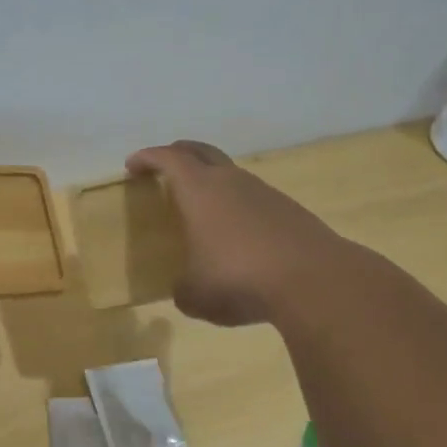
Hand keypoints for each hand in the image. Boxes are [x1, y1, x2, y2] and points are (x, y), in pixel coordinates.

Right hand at [126, 140, 343, 326]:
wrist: (314, 281)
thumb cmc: (238, 278)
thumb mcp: (195, 295)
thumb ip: (183, 288)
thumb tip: (185, 289)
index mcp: (199, 190)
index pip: (168, 159)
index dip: (148, 158)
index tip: (133, 164)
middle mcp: (231, 182)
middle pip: (201, 151)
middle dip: (179, 153)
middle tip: (164, 164)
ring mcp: (264, 193)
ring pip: (231, 174)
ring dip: (212, 180)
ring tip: (202, 205)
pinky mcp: (290, 211)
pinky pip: (254, 199)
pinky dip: (238, 206)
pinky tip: (237, 233)